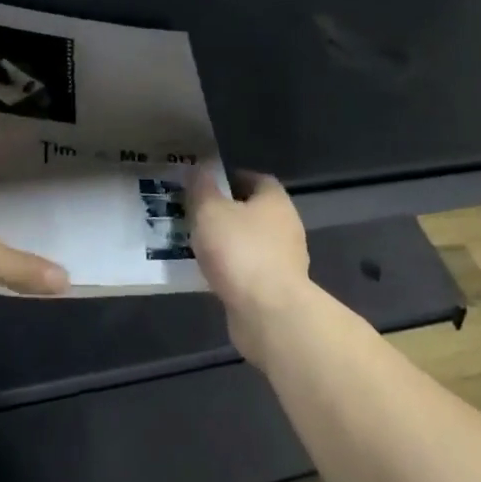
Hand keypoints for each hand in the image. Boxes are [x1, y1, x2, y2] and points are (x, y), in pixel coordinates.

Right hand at [188, 170, 311, 362]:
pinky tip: (208, 273)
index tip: (206, 185)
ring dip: (227, 243)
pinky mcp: (276, 289)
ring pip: (250, 243)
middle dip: (226, 212)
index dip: (232, 178)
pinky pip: (248, 270)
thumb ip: (202, 188)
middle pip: (253, 212)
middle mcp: (286, 227)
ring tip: (196, 245)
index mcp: (275, 201)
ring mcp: (284, 260)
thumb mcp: (209, 211)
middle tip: (194, 214)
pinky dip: (231, 269)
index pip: (257, 179)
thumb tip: (199, 169)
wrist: (268, 313)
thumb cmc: (240, 250)